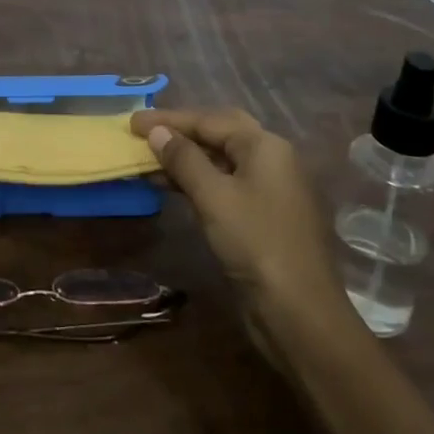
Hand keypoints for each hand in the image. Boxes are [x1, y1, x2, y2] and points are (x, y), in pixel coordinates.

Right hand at [130, 107, 345, 334]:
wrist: (300, 314)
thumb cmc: (256, 244)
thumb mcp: (214, 197)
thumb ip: (184, 159)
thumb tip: (157, 131)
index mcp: (265, 146)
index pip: (210, 120)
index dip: (169, 119)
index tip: (133, 121)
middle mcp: (272, 159)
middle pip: (219, 133)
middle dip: (181, 132)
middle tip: (145, 133)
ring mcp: (270, 189)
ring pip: (222, 161)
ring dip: (186, 159)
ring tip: (149, 162)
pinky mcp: (264, 217)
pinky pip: (225, 185)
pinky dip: (198, 181)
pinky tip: (173, 188)